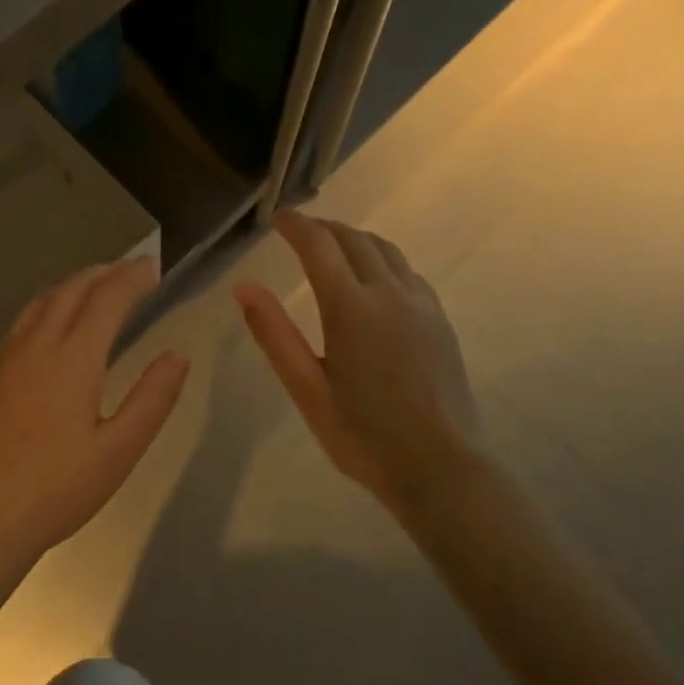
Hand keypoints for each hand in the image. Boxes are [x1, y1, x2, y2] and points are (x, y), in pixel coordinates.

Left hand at [0, 257, 189, 564]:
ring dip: (72, 285)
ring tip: (95, 286)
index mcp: (73, 358)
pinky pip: (22, 322)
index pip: (107, 299)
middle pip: (71, 290)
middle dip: (103, 273)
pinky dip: (47, 306)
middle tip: (130, 270)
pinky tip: (52, 325)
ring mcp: (6, 359)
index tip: (152, 267)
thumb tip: (178, 356)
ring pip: (41, 302)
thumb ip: (152, 398)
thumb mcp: (119, 450)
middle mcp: (37, 345)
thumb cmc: (58, 488)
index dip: (132, 278)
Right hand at [236, 211, 478, 512]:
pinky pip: (407, 272)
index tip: (277, 218)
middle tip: (299, 230)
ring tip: (333, 246)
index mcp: (351, 308)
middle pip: (355, 240)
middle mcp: (389, 294)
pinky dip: (382, 259)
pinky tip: (374, 279)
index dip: (296, 225)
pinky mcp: (440, 320)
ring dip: (355, 239)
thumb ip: (274, 334)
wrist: (439, 466)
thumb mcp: (306, 389)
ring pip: (386, 251)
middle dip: (324, 227)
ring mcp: (421, 305)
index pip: (319, 246)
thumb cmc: (362, 435)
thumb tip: (243, 288)